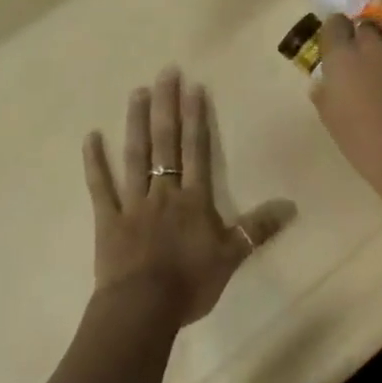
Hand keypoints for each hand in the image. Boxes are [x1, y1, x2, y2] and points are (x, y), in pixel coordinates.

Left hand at [82, 69, 293, 328]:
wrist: (143, 310)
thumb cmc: (189, 283)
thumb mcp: (231, 258)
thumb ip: (258, 229)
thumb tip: (291, 206)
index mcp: (193, 199)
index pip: (196, 150)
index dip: (195, 118)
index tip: (193, 87)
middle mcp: (164, 191)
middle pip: (165, 142)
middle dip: (166, 106)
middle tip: (165, 72)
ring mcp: (133, 203)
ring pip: (135, 156)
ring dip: (136, 122)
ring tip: (137, 91)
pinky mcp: (109, 219)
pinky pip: (101, 187)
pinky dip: (94, 163)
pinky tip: (90, 137)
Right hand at [311, 16, 381, 208]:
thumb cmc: (368, 145)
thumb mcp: (331, 120)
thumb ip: (325, 90)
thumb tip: (328, 80)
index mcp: (343, 54)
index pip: (334, 23)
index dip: (335, 36)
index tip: (336, 52)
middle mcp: (374, 41)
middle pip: (365, 23)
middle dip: (362, 37)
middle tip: (363, 62)